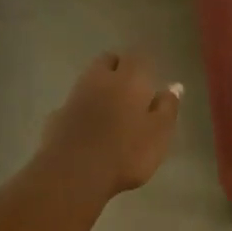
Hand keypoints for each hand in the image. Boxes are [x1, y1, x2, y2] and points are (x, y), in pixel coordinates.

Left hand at [39, 51, 182, 198]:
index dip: (142, 66)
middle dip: (118, 68)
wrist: (74, 173)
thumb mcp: (159, 133)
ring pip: (89, 80)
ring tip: (111, 111)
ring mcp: (75, 95)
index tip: (149, 81)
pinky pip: (74, 104)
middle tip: (130, 90)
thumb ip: (167, 107)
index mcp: (129, 78)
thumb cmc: (126, 153)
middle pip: (107, 61)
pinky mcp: (57, 115)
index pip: (135, 57)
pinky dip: (83, 109)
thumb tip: (174, 86)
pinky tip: (89, 128)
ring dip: (99, 88)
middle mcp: (100, 79)